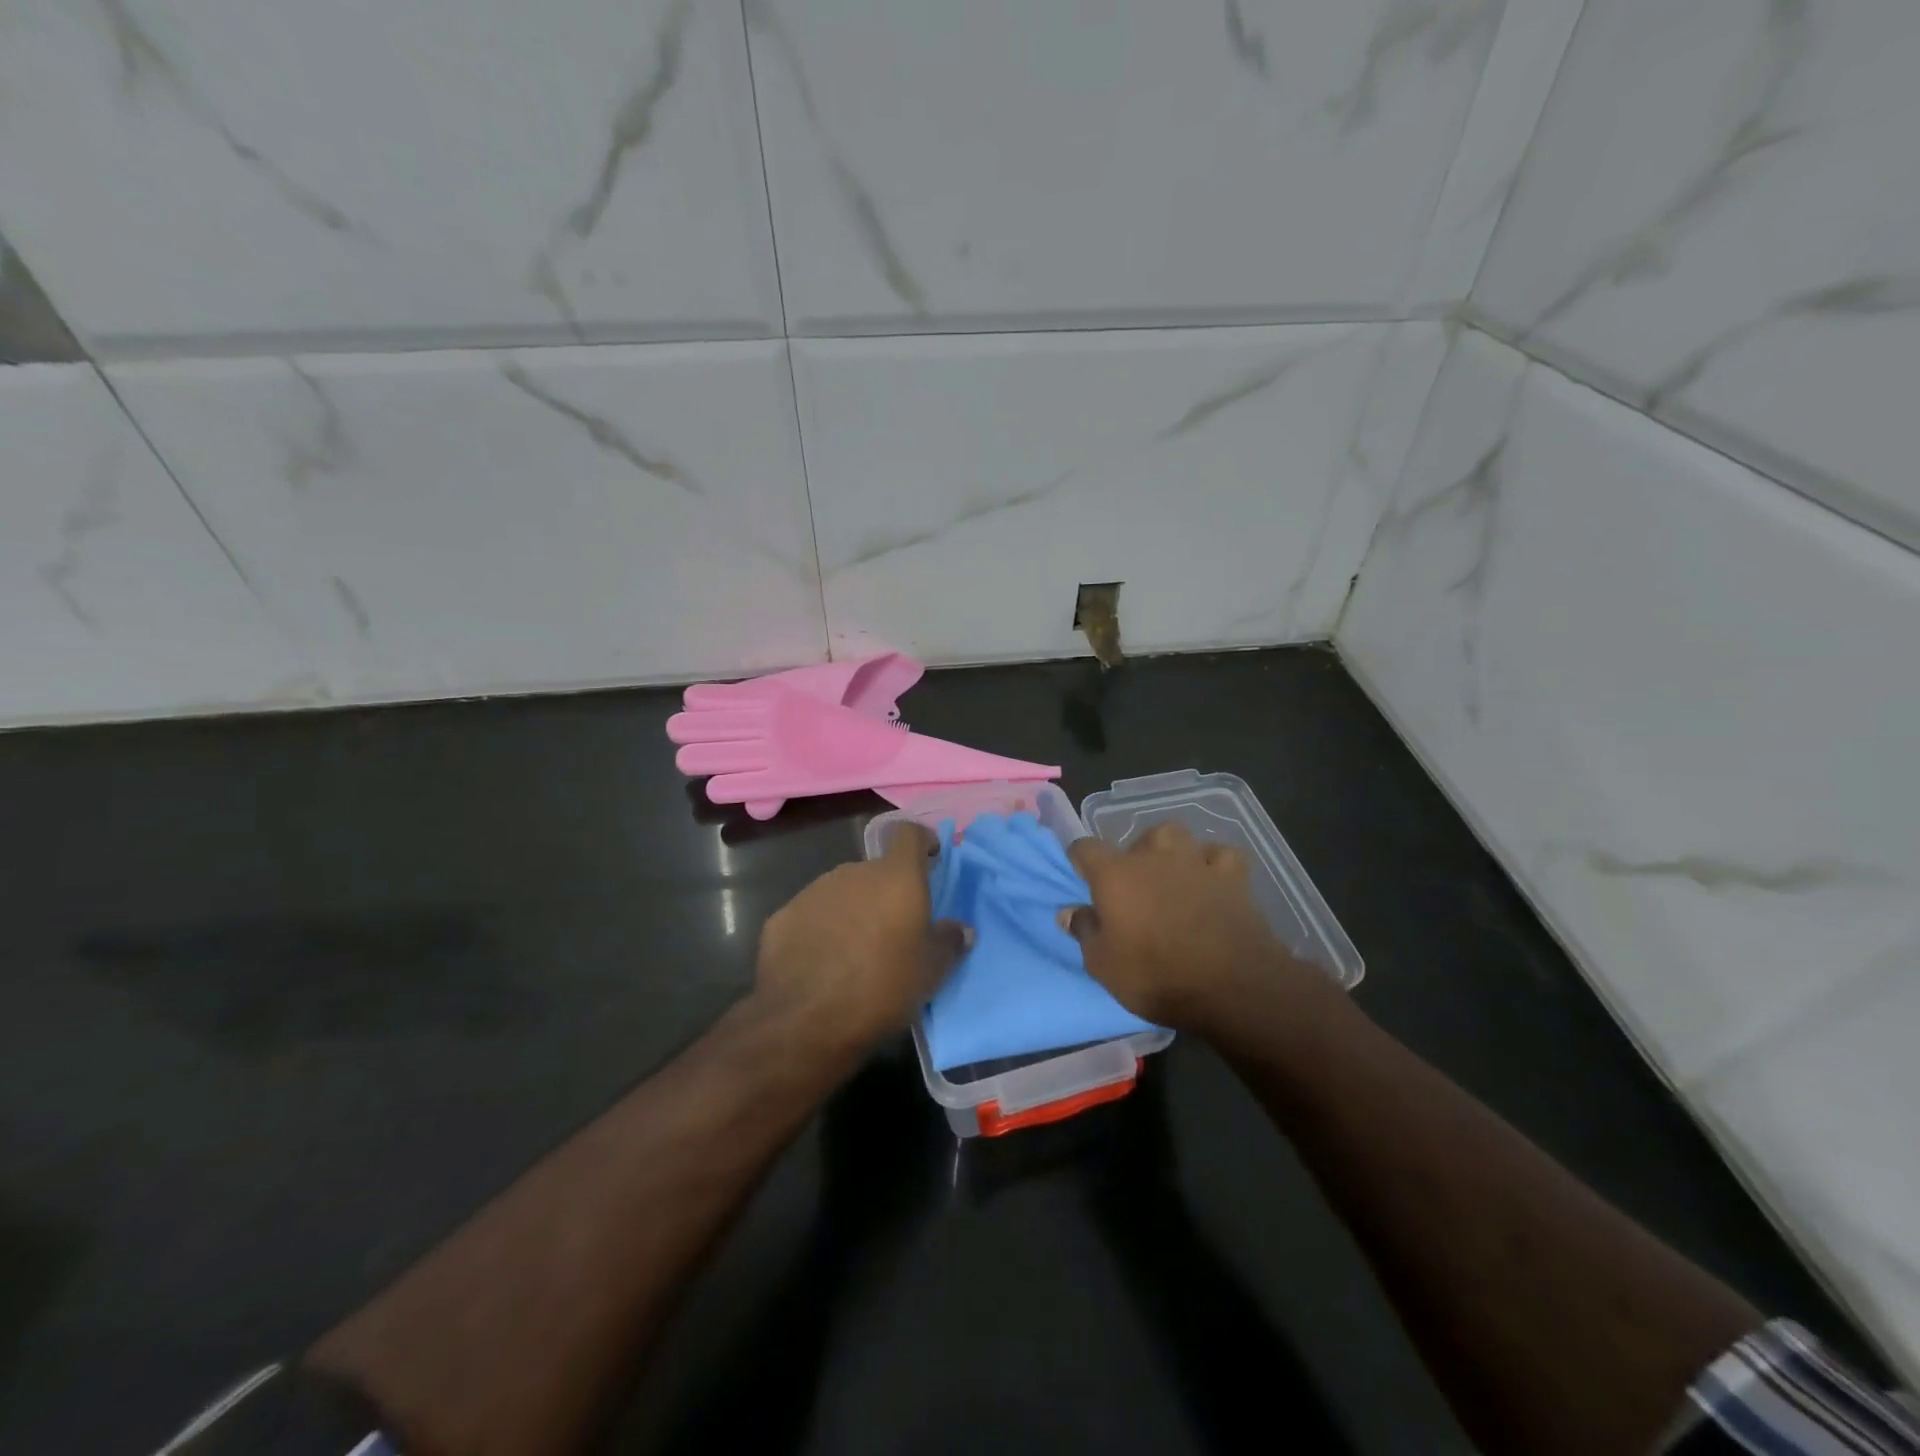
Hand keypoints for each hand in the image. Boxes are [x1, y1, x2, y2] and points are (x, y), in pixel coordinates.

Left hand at [753, 822, 968, 1056]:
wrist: (804, 1020)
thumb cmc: (882, 987)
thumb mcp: (931, 972)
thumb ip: (949, 942)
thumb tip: (960, 929)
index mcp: (895, 877)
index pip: (909, 833)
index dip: (922, 841)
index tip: (931, 858)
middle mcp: (854, 872)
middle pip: (876, 870)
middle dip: (887, 891)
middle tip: (895, 928)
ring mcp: (814, 891)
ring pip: (843, 891)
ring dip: (854, 910)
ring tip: (857, 950)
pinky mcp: (783, 916)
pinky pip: (813, 915)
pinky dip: (822, 929)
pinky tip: (823, 962)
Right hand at [1064, 823, 1319, 1034]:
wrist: (1233, 988)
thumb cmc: (1157, 977)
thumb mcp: (1104, 966)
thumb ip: (1085, 932)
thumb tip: (1069, 911)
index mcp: (1116, 874)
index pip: (1085, 848)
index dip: (1080, 861)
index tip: (1083, 880)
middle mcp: (1154, 856)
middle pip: (1137, 838)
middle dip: (1133, 857)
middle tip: (1134, 889)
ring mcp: (1196, 862)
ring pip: (1177, 836)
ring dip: (1171, 852)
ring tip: (1172, 876)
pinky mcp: (1233, 877)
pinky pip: (1220, 855)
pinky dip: (1213, 864)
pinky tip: (1211, 881)